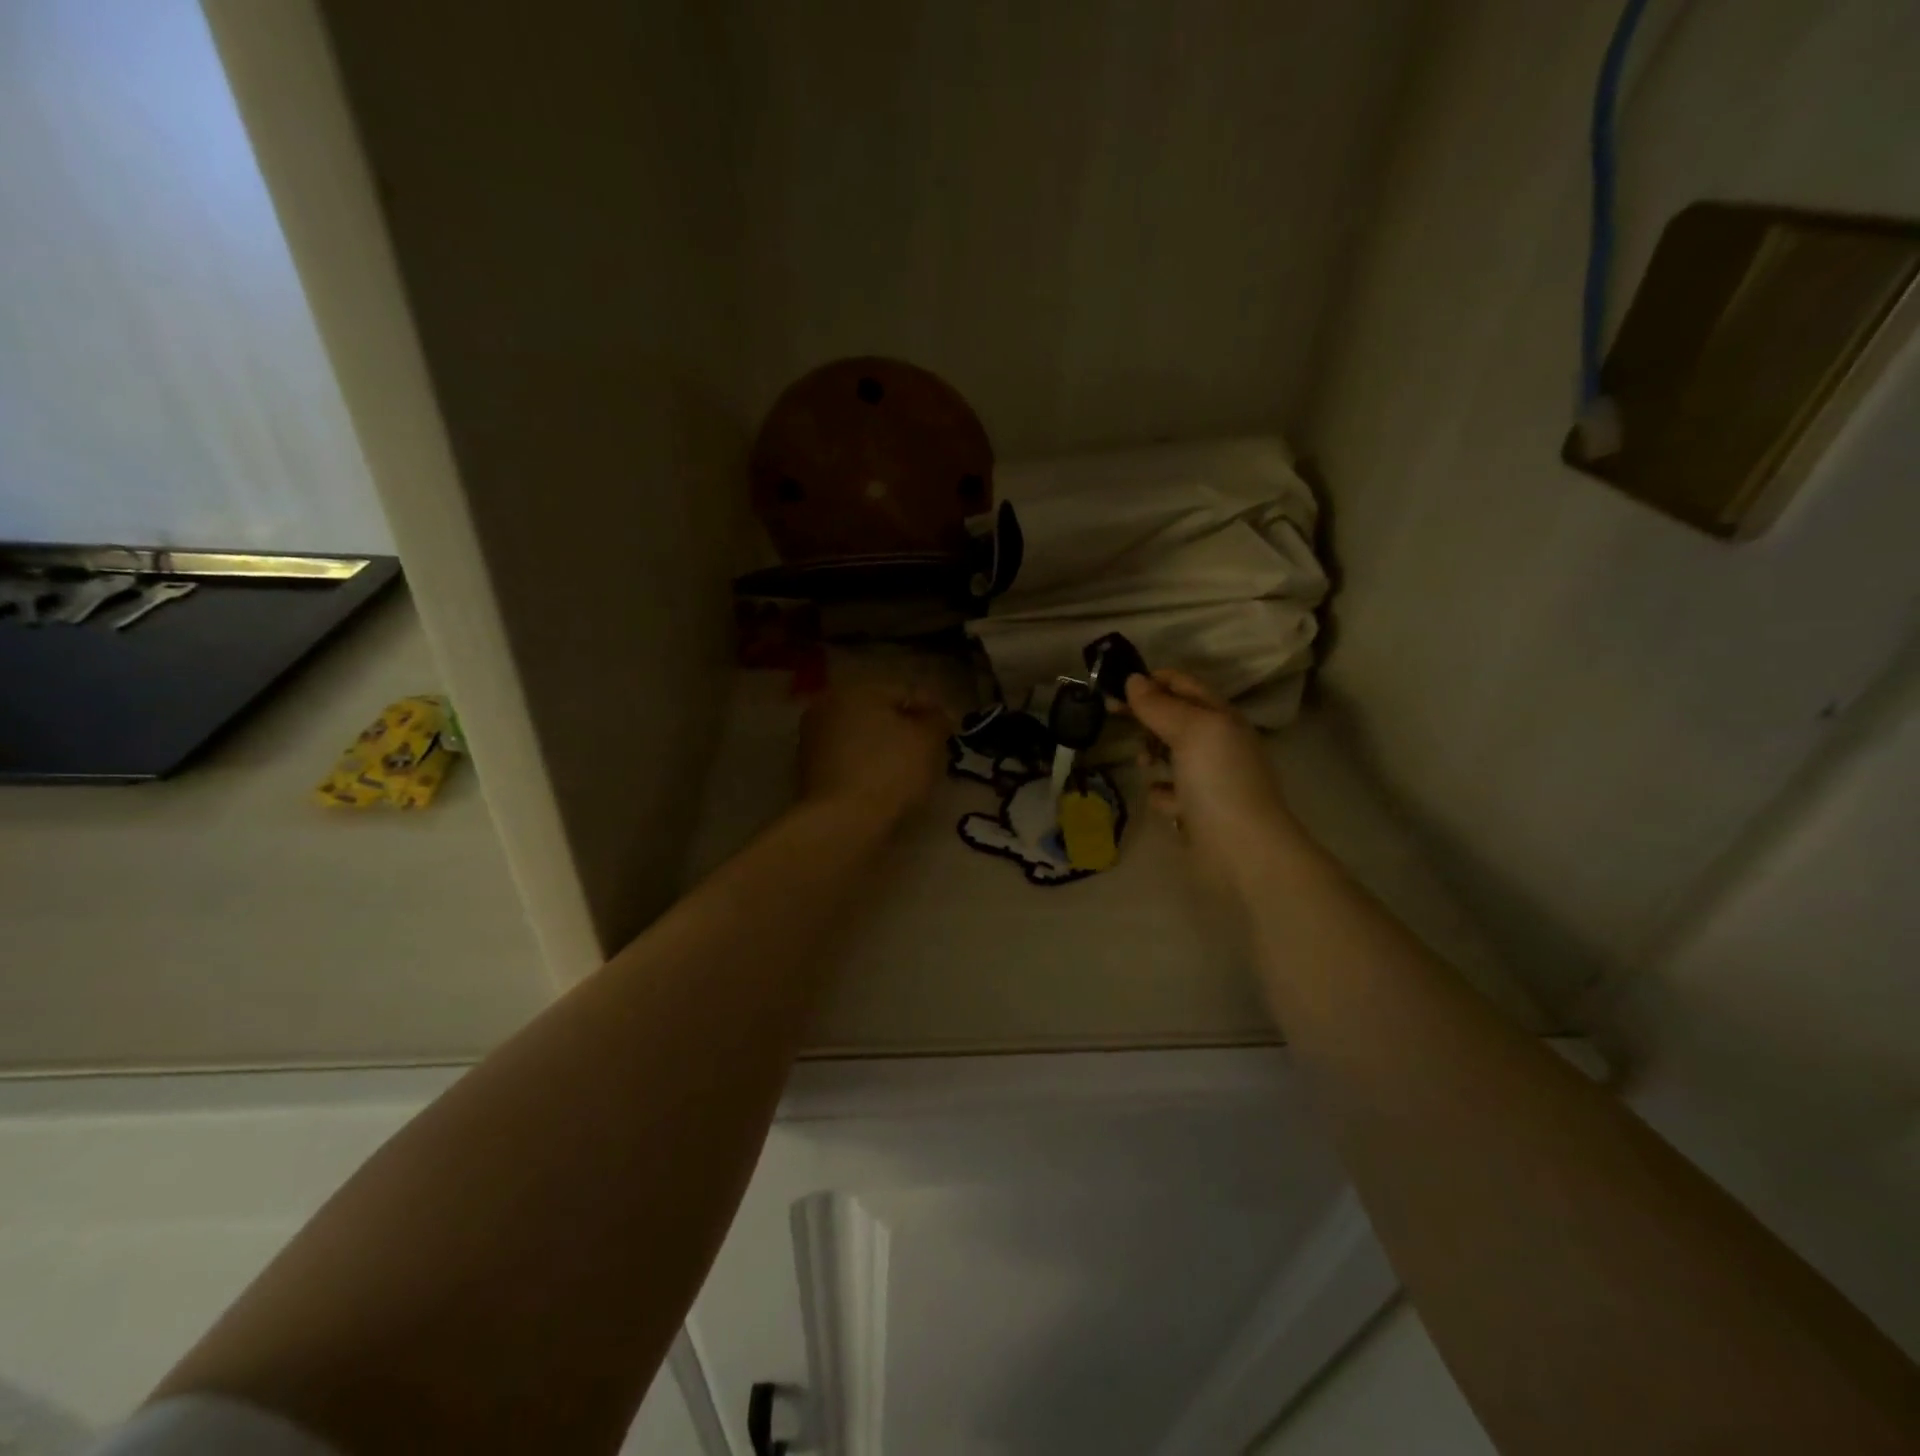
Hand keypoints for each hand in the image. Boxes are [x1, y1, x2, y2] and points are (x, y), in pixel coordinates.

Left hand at [798, 679, 951, 828]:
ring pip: (864, 739)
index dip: (932, 710)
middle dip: (907, 730)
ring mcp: (813, 741)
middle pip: (880, 714)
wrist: (843, 824)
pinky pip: (852, 763)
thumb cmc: (890, 771)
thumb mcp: (928, 740)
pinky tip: (888, 788)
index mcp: (854, 689)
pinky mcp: (810, 774)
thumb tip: (936, 716)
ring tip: (913, 774)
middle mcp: (827, 707)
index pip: (904, 692)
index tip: (951, 732)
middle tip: (933, 752)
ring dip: (888, 751)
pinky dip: (870, 769)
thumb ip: (937, 720)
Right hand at [1122, 670, 1297, 880]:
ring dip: (1151, 756)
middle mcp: (1217, 744)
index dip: (1151, 680)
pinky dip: (1162, 794)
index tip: (1116, 686)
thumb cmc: (1218, 781)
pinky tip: (1164, 802)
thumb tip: (1133, 680)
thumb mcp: (1190, 731)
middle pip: (1173, 718)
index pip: (1183, 685)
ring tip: (1144, 764)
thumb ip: (1160, 705)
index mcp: (1221, 718)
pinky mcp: (1196, 810)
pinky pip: (1169, 792)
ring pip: (1169, 755)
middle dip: (1147, 717)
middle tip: (1113, 716)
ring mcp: (1208, 779)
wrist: (1242, 851)